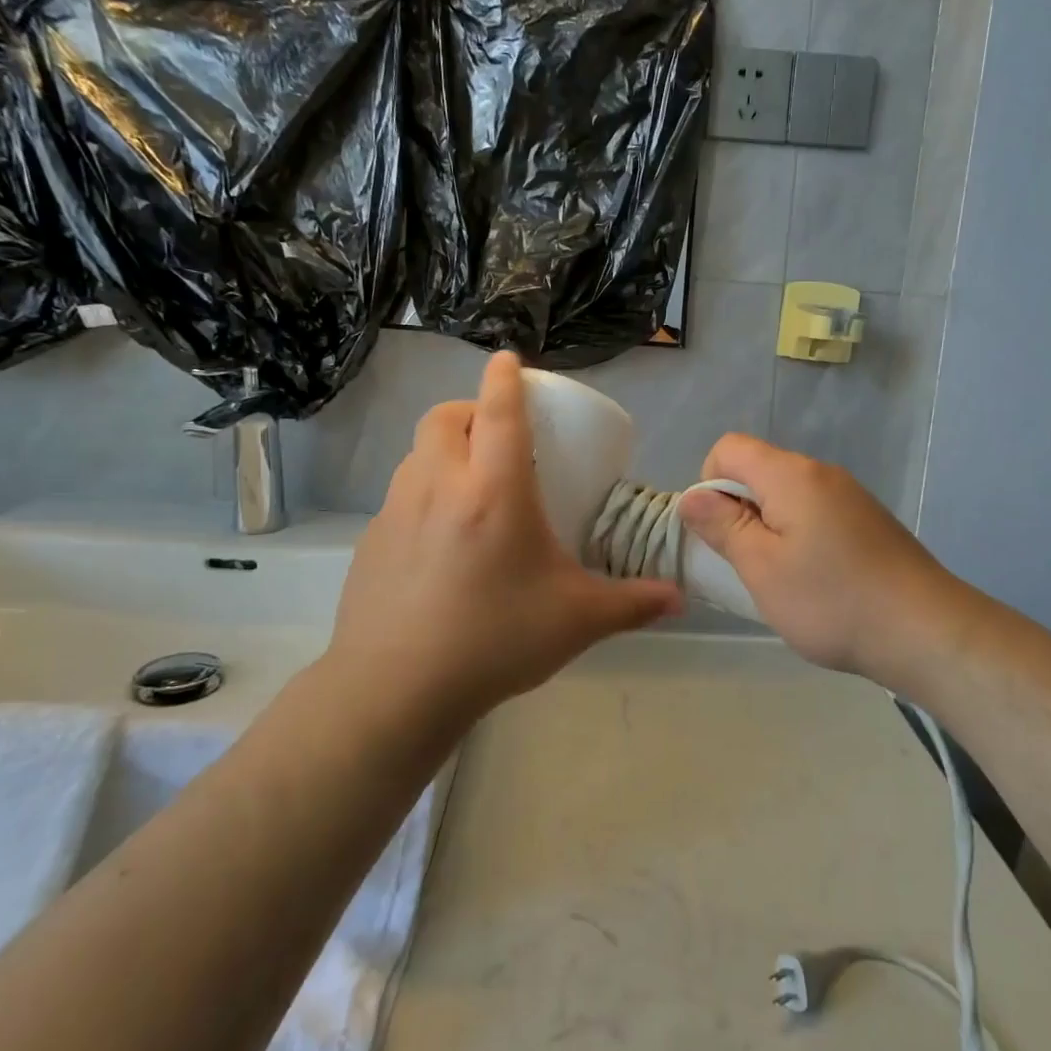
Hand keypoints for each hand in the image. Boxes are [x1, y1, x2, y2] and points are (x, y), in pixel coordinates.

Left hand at [324, 352, 682, 725]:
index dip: (505, 377)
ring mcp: (397, 511)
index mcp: (494, 490)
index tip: (509, 360)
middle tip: (496, 434)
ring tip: (470, 484)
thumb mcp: (577, 620)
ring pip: (416, 453)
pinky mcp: (371, 541)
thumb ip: (633, 602)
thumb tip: (680, 598)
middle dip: (470, 409)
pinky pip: (399, 495)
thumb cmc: (495, 640)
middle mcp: (440, 485)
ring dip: (444, 450)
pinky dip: (422, 492)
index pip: (498, 410)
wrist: (396, 690)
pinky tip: (440, 539)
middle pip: (445, 417)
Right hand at [678, 435, 977, 685]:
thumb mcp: (761, 567)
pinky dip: (799, 537)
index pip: (729, 448)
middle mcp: (822, 473)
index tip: (719, 531)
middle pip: (758, 470)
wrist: (926, 631)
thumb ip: (722, 525)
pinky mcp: (868, 521)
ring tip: (781, 579)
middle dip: (738, 509)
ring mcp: (850, 496)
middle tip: (747, 563)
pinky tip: (816, 582)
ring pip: (786, 496)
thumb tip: (691, 496)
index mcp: (792, 475)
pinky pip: (815, 514)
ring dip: (768, 528)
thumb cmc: (831, 600)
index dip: (709, 482)